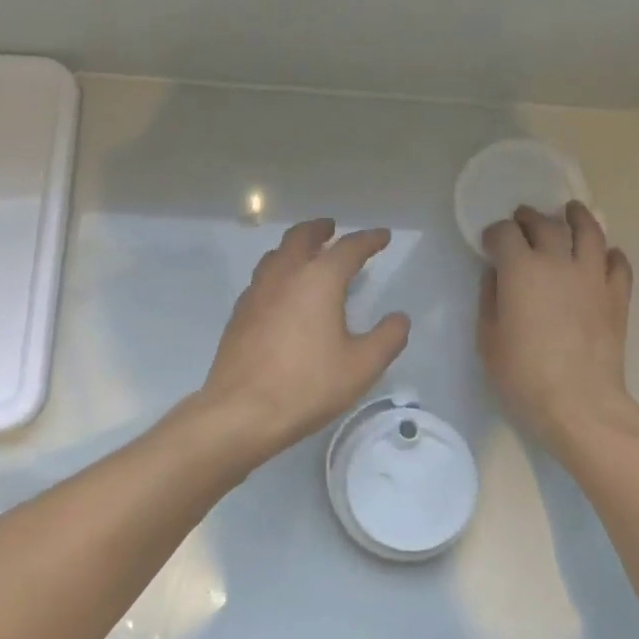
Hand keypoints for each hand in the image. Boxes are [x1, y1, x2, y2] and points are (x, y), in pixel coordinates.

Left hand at [197, 218, 410, 461]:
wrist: (242, 411)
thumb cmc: (308, 386)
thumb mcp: (362, 366)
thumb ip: (387, 338)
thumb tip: (399, 318)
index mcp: (318, 280)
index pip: (349, 248)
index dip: (369, 240)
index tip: (382, 236)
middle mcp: (284, 276)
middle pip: (301, 238)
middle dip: (320, 229)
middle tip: (332, 228)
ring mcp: (256, 293)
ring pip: (276, 255)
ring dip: (294, 247)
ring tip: (306, 255)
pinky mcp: (239, 314)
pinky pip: (261, 279)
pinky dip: (277, 272)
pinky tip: (282, 293)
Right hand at [478, 202, 638, 451]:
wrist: (578, 401)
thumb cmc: (522, 374)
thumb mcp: (488, 339)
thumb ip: (490, 299)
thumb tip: (497, 276)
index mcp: (520, 269)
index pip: (504, 233)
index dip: (493, 234)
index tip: (488, 244)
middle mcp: (558, 262)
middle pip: (545, 224)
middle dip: (529, 218)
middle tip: (522, 220)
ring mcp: (592, 276)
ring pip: (589, 231)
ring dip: (577, 217)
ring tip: (571, 211)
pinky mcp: (617, 295)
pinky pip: (617, 263)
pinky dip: (609, 253)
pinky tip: (604, 255)